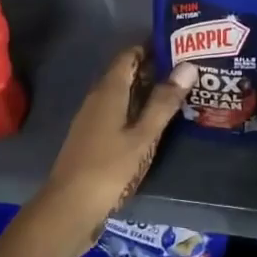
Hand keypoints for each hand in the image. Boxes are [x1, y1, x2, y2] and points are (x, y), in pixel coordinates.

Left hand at [25, 46, 194, 256]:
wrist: (68, 209)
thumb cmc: (109, 168)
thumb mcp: (144, 136)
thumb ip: (164, 102)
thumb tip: (188, 65)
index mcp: (108, 91)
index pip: (129, 56)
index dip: (152, 47)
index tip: (179, 47)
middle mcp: (97, 99)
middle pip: (126, 74)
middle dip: (153, 70)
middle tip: (187, 71)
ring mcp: (91, 120)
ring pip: (121, 95)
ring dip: (146, 92)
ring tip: (178, 95)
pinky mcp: (91, 139)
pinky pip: (117, 113)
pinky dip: (136, 111)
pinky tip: (154, 124)